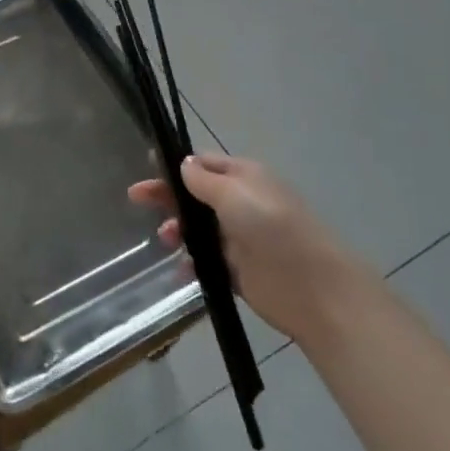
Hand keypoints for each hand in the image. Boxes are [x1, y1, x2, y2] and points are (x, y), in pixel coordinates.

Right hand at [130, 153, 365, 341]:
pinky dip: (190, 263)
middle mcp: (241, 204)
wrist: (312, 286)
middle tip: (136, 198)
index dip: (176, 165)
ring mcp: (239, 238)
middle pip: (195, 195)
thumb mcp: (234, 193)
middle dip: (168, 196)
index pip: (204, 164)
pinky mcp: (238, 270)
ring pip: (197, 229)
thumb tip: (183, 164)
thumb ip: (203, 179)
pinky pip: (205, 262)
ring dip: (177, 230)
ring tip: (167, 240)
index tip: (148, 166)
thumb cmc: (271, 227)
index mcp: (244, 177)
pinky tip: (181, 270)